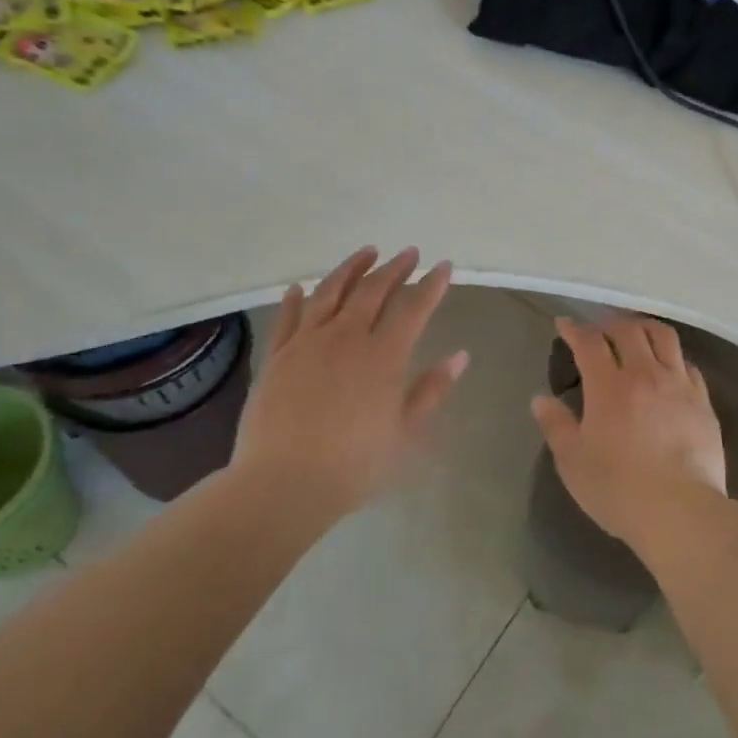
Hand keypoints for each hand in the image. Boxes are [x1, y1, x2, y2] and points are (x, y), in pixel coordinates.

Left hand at [234, 246, 469, 524]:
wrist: (282, 485)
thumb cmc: (354, 465)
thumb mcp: (405, 432)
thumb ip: (431, 390)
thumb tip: (460, 356)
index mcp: (384, 356)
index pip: (414, 308)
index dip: (431, 284)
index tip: (443, 265)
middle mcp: (346, 338)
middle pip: (373, 290)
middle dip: (395, 268)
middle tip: (409, 253)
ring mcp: (307, 343)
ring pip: (330, 292)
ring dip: (351, 268)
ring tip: (367, 252)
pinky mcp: (276, 357)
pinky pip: (288, 318)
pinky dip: (296, 298)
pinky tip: (301, 287)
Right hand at [530, 315, 726, 548]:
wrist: (680, 510)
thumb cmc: (618, 489)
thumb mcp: (573, 461)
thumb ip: (556, 425)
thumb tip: (540, 399)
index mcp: (609, 386)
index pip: (590, 342)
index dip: (575, 329)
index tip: (565, 324)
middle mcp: (645, 374)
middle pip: (628, 330)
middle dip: (609, 323)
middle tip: (599, 330)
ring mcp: (678, 385)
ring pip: (664, 337)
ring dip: (644, 328)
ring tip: (635, 334)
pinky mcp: (703, 401)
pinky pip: (688, 364)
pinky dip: (672, 356)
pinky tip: (667, 367)